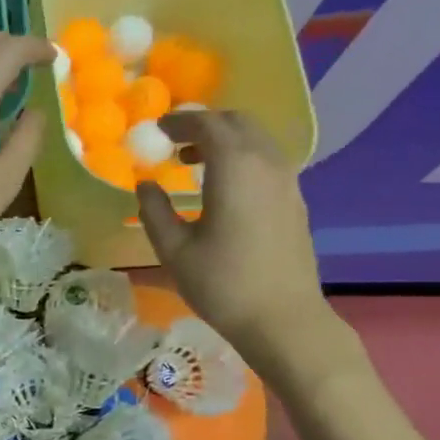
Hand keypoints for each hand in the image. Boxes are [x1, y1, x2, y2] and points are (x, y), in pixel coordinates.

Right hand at [135, 110, 349, 385]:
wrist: (281, 317)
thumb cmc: (221, 285)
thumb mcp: (175, 251)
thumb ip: (155, 212)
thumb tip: (145, 186)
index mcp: (235, 167)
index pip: (207, 125)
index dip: (180, 123)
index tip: (158, 130)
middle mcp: (266, 162)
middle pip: (237, 123)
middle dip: (204, 125)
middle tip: (174, 143)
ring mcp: (287, 180)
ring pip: (255, 140)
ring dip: (225, 141)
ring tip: (194, 164)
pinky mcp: (294, 199)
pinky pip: (266, 160)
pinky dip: (241, 158)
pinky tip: (223, 187)